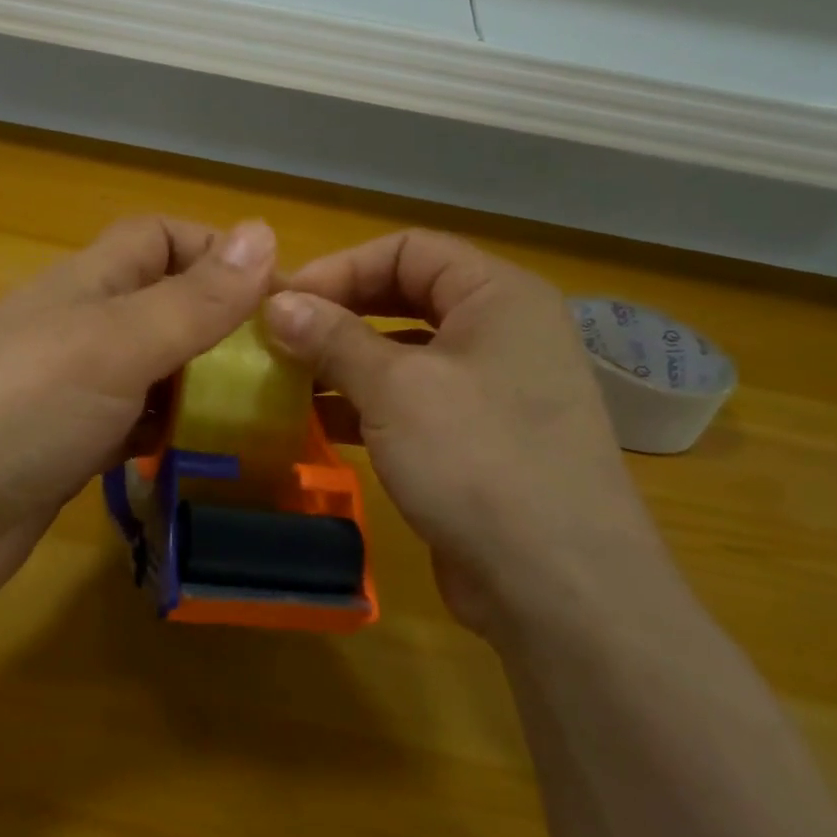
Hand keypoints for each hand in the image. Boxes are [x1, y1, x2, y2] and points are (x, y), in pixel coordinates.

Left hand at [0, 216, 277, 609]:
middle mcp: (84, 329)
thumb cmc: (18, 410)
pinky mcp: (73, 450)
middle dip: (225, 327)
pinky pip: (139, 428)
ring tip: (269, 416)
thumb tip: (264, 231)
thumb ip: (191, 300)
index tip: (277, 294)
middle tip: (290, 369)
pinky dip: (173, 435)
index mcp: (89, 284)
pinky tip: (209, 456)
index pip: (161, 238)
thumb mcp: (115, 346)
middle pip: (167, 307)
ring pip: (158, 372)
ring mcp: (76, 393)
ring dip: (206, 386)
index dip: (217, 251)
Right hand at [262, 230, 669, 638]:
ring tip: (286, 382)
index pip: (408, 249)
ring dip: (346, 363)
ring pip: (406, 355)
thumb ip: (332, 339)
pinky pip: (414, 404)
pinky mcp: (480, 442)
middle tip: (279, 338)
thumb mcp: (396, 390)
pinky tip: (321, 424)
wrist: (559, 586)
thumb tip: (277, 303)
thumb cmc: (478, 461)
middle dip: (340, 315)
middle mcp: (502, 333)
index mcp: (498, 297)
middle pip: (406, 298)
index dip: (341, 267)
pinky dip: (367, 406)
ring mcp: (495, 390)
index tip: (283, 301)